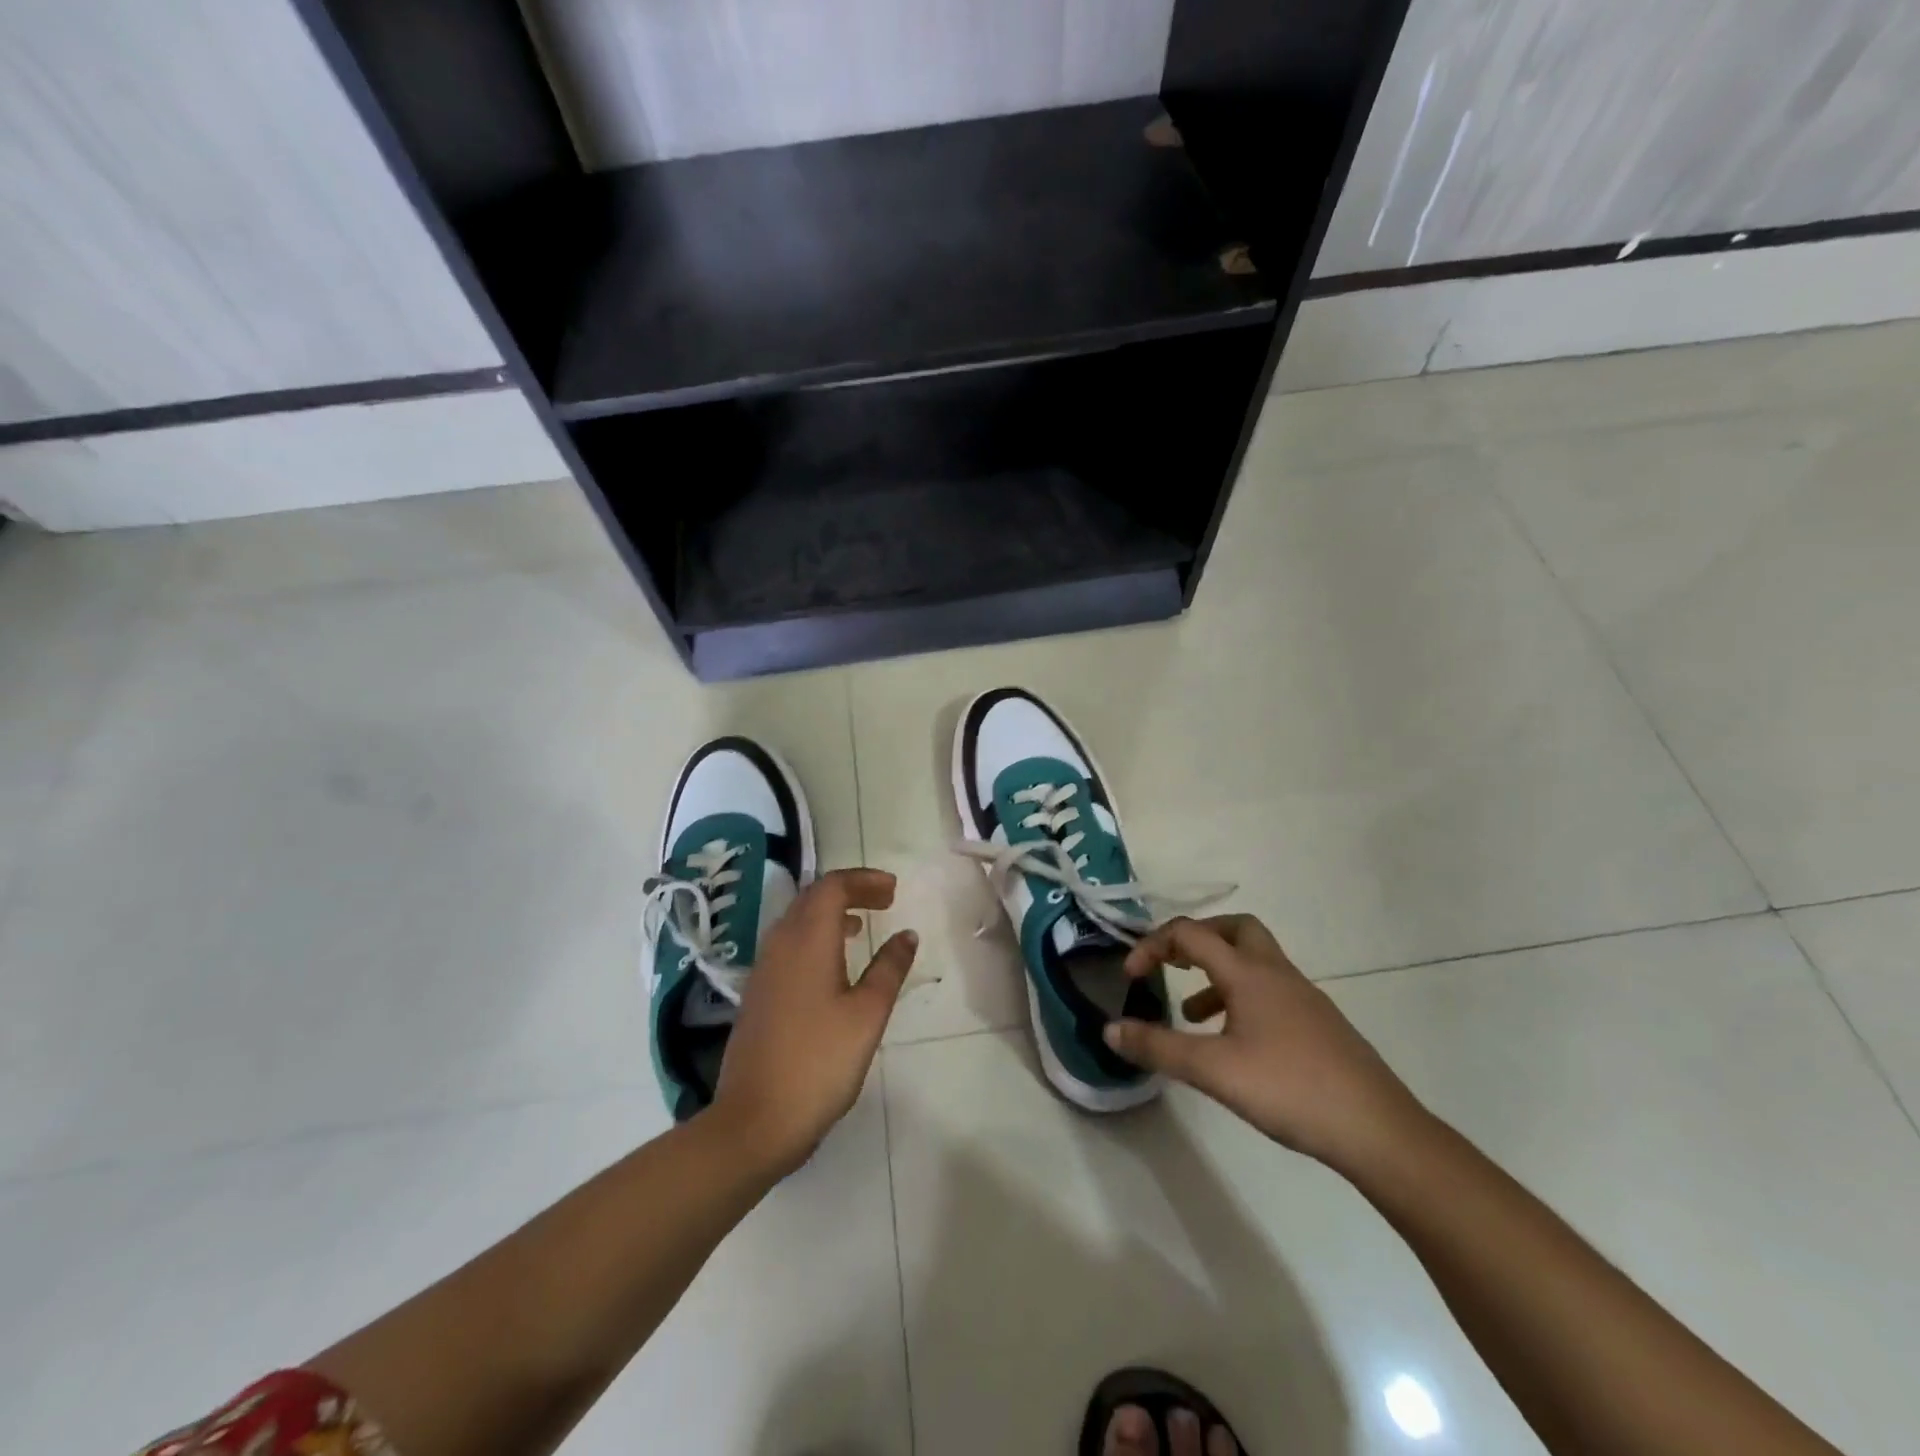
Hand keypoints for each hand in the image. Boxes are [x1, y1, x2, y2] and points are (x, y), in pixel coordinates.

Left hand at [710, 868, 917, 1175]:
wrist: (754, 1121)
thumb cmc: (819, 1062)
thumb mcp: (867, 1014)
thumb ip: (889, 969)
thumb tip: (906, 935)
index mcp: (807, 940)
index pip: (832, 887)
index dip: (864, 880)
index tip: (894, 890)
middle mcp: (780, 944)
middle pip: (812, 898)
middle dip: (850, 891)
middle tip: (885, 900)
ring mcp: (764, 970)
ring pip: (797, 920)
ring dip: (831, 913)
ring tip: (863, 925)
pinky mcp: (758, 994)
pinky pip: (789, 944)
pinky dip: (816, 936)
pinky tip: (834, 964)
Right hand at [1104, 916, 1427, 1171]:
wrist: (1379, 1131)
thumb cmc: (1290, 1089)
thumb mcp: (1213, 1070)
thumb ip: (1158, 1047)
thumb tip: (1110, 1029)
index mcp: (1248, 973)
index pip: (1190, 934)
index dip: (1153, 945)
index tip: (1131, 976)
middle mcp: (1276, 973)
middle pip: (1234, 928)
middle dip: (1197, 938)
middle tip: (1171, 962)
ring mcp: (1303, 997)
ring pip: (1253, 961)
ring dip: (1217, 972)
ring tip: (1190, 1011)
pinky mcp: (1318, 1024)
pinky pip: (1269, 990)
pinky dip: (1240, 998)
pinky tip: (1232, 1041)